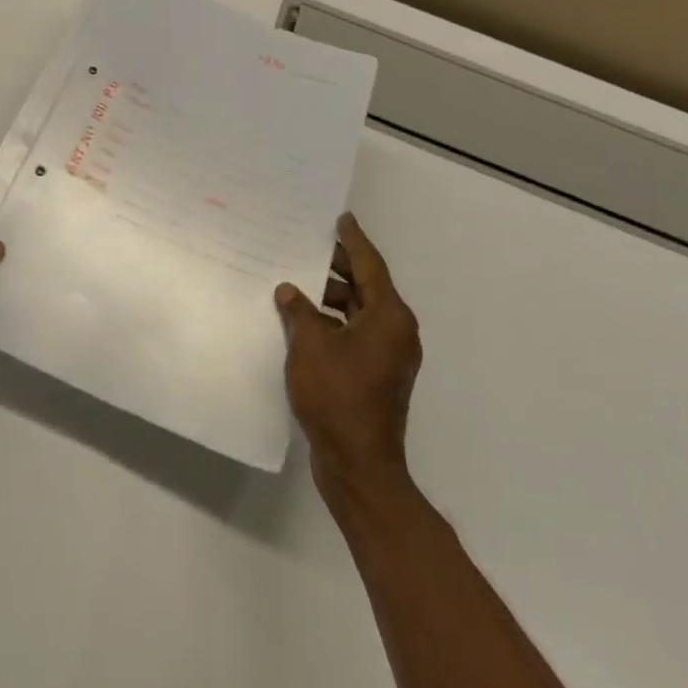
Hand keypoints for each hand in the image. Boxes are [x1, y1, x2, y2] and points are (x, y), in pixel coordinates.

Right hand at [276, 213, 421, 496]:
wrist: (359, 468)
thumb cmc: (338, 397)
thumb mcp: (310, 346)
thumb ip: (299, 311)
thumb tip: (290, 291)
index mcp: (389, 317)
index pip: (370, 265)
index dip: (353, 240)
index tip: (341, 218)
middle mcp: (396, 331)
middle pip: (365, 286)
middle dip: (337, 268)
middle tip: (308, 248)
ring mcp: (388, 356)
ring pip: (358, 311)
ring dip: (331, 298)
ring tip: (297, 285)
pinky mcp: (377, 375)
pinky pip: (355, 333)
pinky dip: (333, 322)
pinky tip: (303, 321)